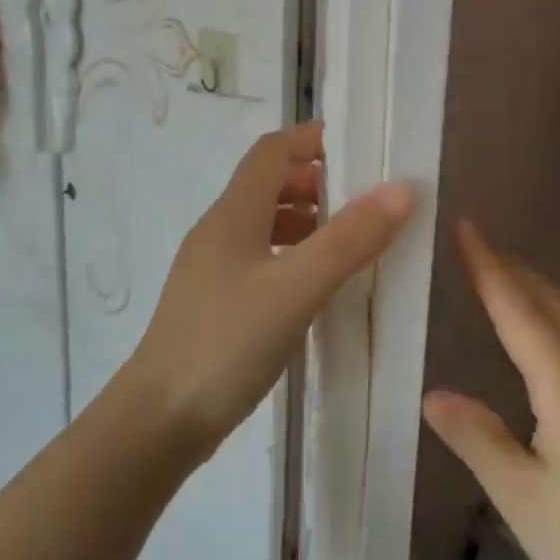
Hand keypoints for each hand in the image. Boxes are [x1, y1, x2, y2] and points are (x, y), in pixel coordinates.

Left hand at [120, 121, 416, 458]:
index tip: (362, 148)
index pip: (273, 150)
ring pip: (265, 223)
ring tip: (351, 242)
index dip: (313, 139)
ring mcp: (213, 268)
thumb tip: (401, 189)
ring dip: (307, 221)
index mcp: (233, 213)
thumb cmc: (226, 343)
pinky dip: (293, 256)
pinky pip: (261, 259)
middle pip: (269, 183)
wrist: (158, 421)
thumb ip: (349, 239)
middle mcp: (219, 230)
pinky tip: (316, 285)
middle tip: (366, 201)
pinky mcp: (216, 302)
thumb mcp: (296, 288)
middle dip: (317, 182)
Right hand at [422, 223, 559, 559]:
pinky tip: (538, 335)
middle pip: (554, 306)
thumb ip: (476, 437)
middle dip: (514, 268)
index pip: (521, 313)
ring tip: (500, 274)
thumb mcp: (519, 499)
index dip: (490, 268)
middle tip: (475, 243)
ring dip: (536, 290)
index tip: (466, 228)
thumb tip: (432, 393)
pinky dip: (552, 319)